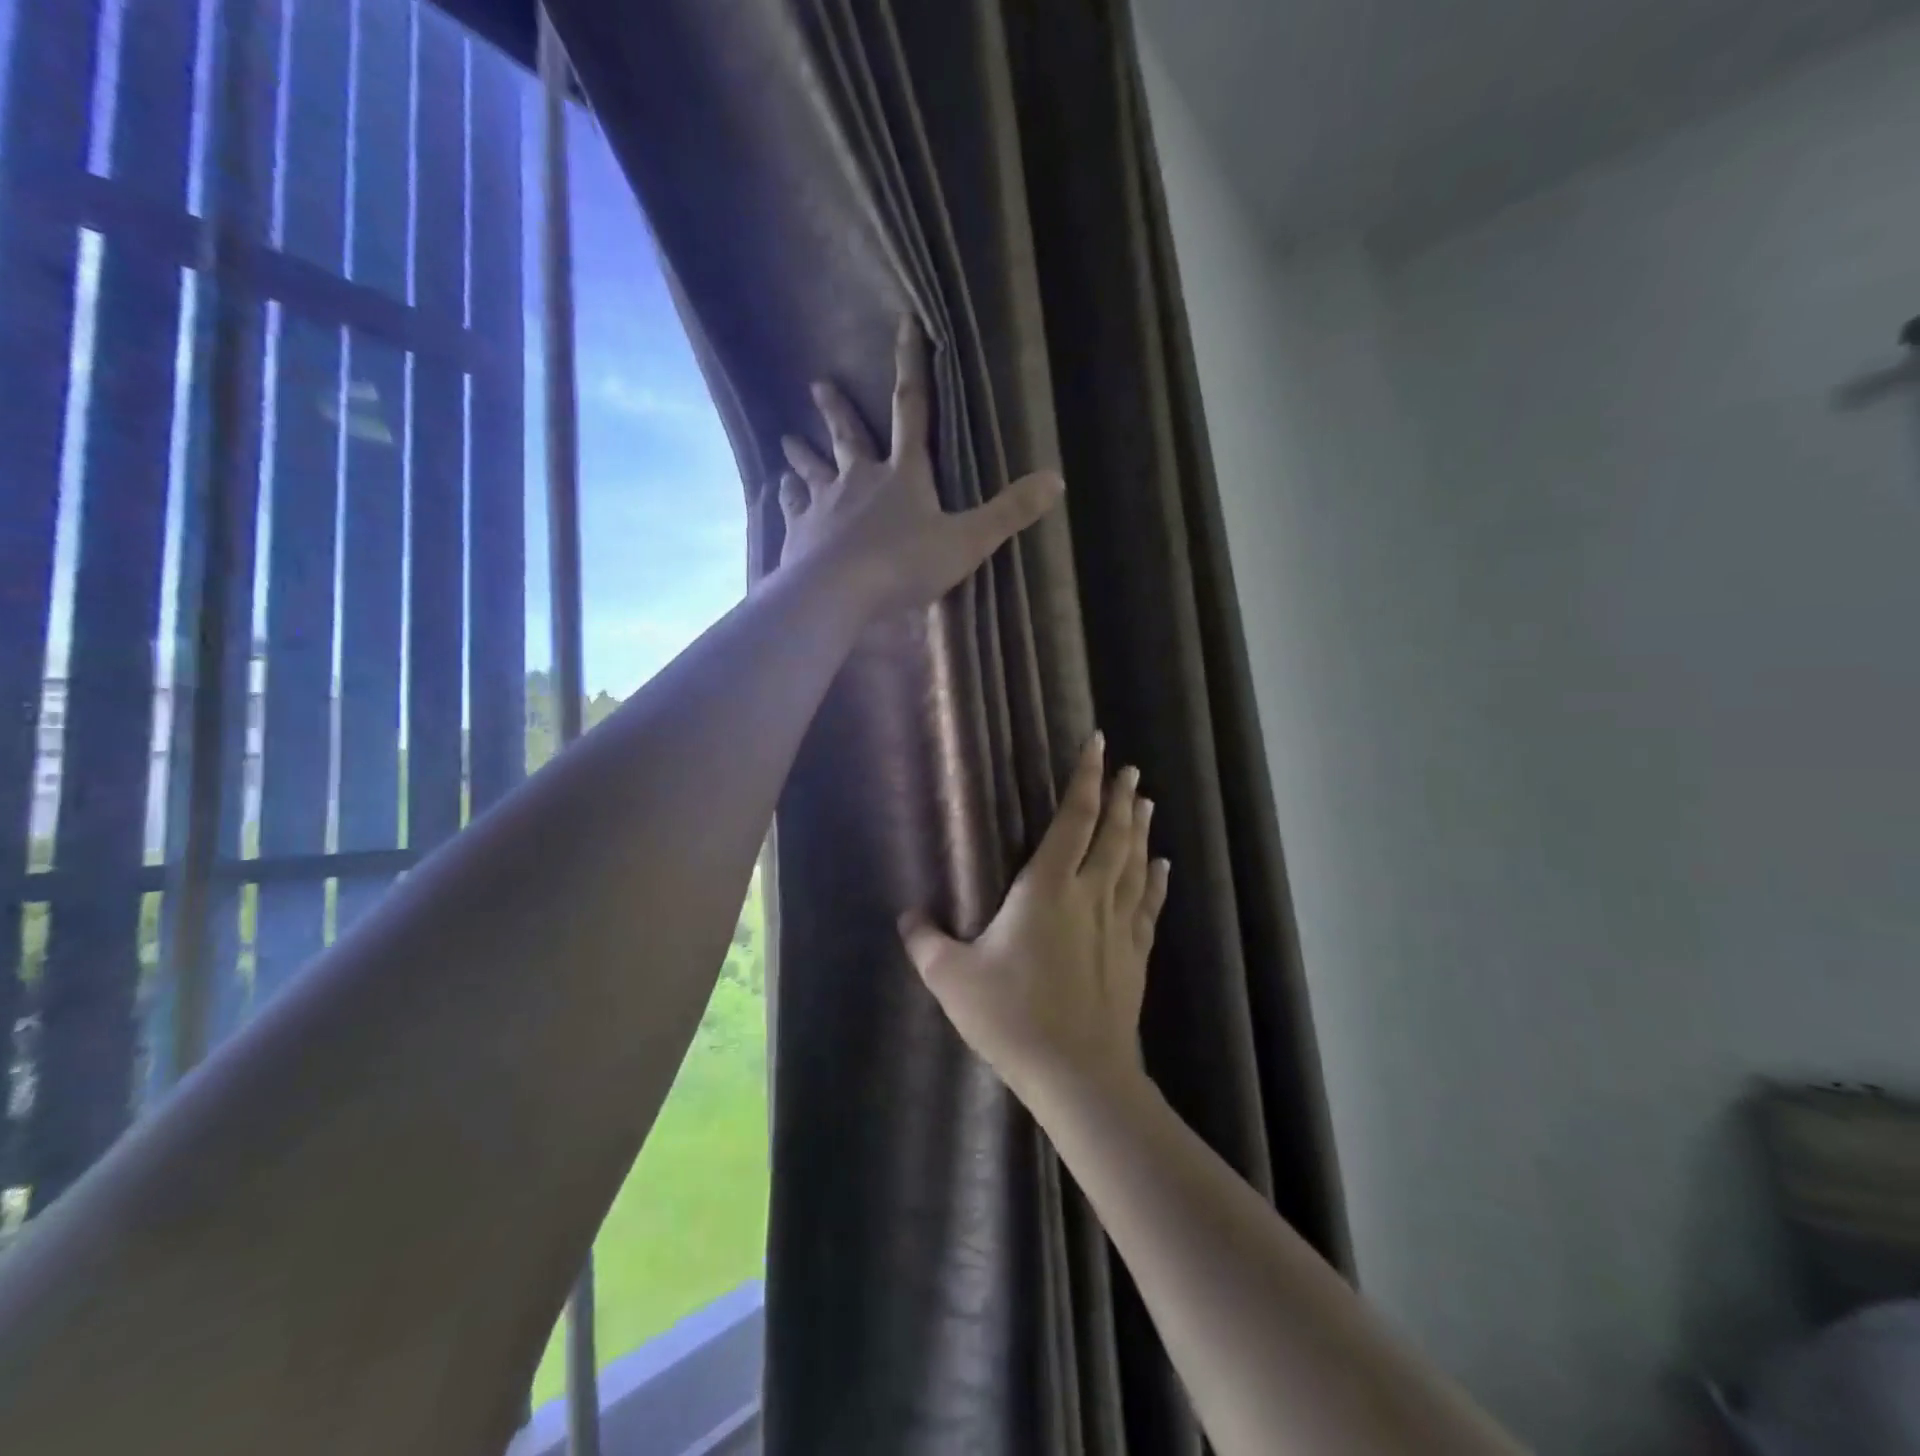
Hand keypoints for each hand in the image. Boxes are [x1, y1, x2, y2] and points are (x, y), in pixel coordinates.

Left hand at [778, 317, 1062, 616]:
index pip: (912, 410)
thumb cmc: (904, 565)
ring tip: (786, 438)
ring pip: (812, 470)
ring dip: (802, 454)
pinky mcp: (799, 533)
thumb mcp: (967, 541)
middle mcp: (859, 480)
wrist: (838, 593)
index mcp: (903, 475)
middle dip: (836, 410)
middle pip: (848, 437)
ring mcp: (824, 505)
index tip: (904, 324)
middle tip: (817, 383)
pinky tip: (779, 492)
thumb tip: (1057, 480)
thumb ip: (1009, 512)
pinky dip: (786, 498)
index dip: (912, 366)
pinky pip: (792, 509)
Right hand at [899, 734, 1170, 1105]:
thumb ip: (926, 942)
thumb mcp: (952, 979)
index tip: (1099, 746)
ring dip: (1140, 830)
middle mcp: (1090, 896)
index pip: (1073, 820)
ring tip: (1147, 803)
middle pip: (1112, 835)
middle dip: (1121, 798)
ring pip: (1134, 864)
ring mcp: (1118, 926)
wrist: (1079, 1075)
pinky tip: (1162, 866)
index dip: (1085, 779)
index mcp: (1047, 889)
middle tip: (1131, 769)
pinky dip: (1156, 880)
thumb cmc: (1013, 1018)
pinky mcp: (1135, 955)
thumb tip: (907, 915)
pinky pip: (1148, 906)